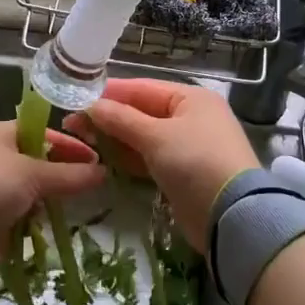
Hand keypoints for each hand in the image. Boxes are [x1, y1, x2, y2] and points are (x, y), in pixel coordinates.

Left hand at [0, 121, 103, 280]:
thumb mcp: (33, 174)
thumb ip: (70, 175)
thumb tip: (103, 171)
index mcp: (0, 134)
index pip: (44, 134)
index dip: (71, 147)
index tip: (97, 161)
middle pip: (38, 165)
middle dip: (62, 177)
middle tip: (91, 188)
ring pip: (30, 194)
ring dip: (48, 203)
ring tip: (75, 211)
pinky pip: (20, 219)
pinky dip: (34, 224)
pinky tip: (50, 229)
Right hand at [63, 79, 257, 254]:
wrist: (232, 216)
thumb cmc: (196, 162)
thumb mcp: (156, 137)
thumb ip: (121, 120)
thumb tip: (90, 106)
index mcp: (190, 98)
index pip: (142, 88)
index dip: (109, 94)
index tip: (77, 99)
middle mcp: (191, 118)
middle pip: (142, 112)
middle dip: (109, 118)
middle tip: (72, 124)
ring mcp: (187, 147)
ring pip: (144, 137)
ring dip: (116, 139)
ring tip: (81, 141)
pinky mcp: (182, 174)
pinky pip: (150, 159)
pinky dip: (129, 158)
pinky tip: (104, 160)